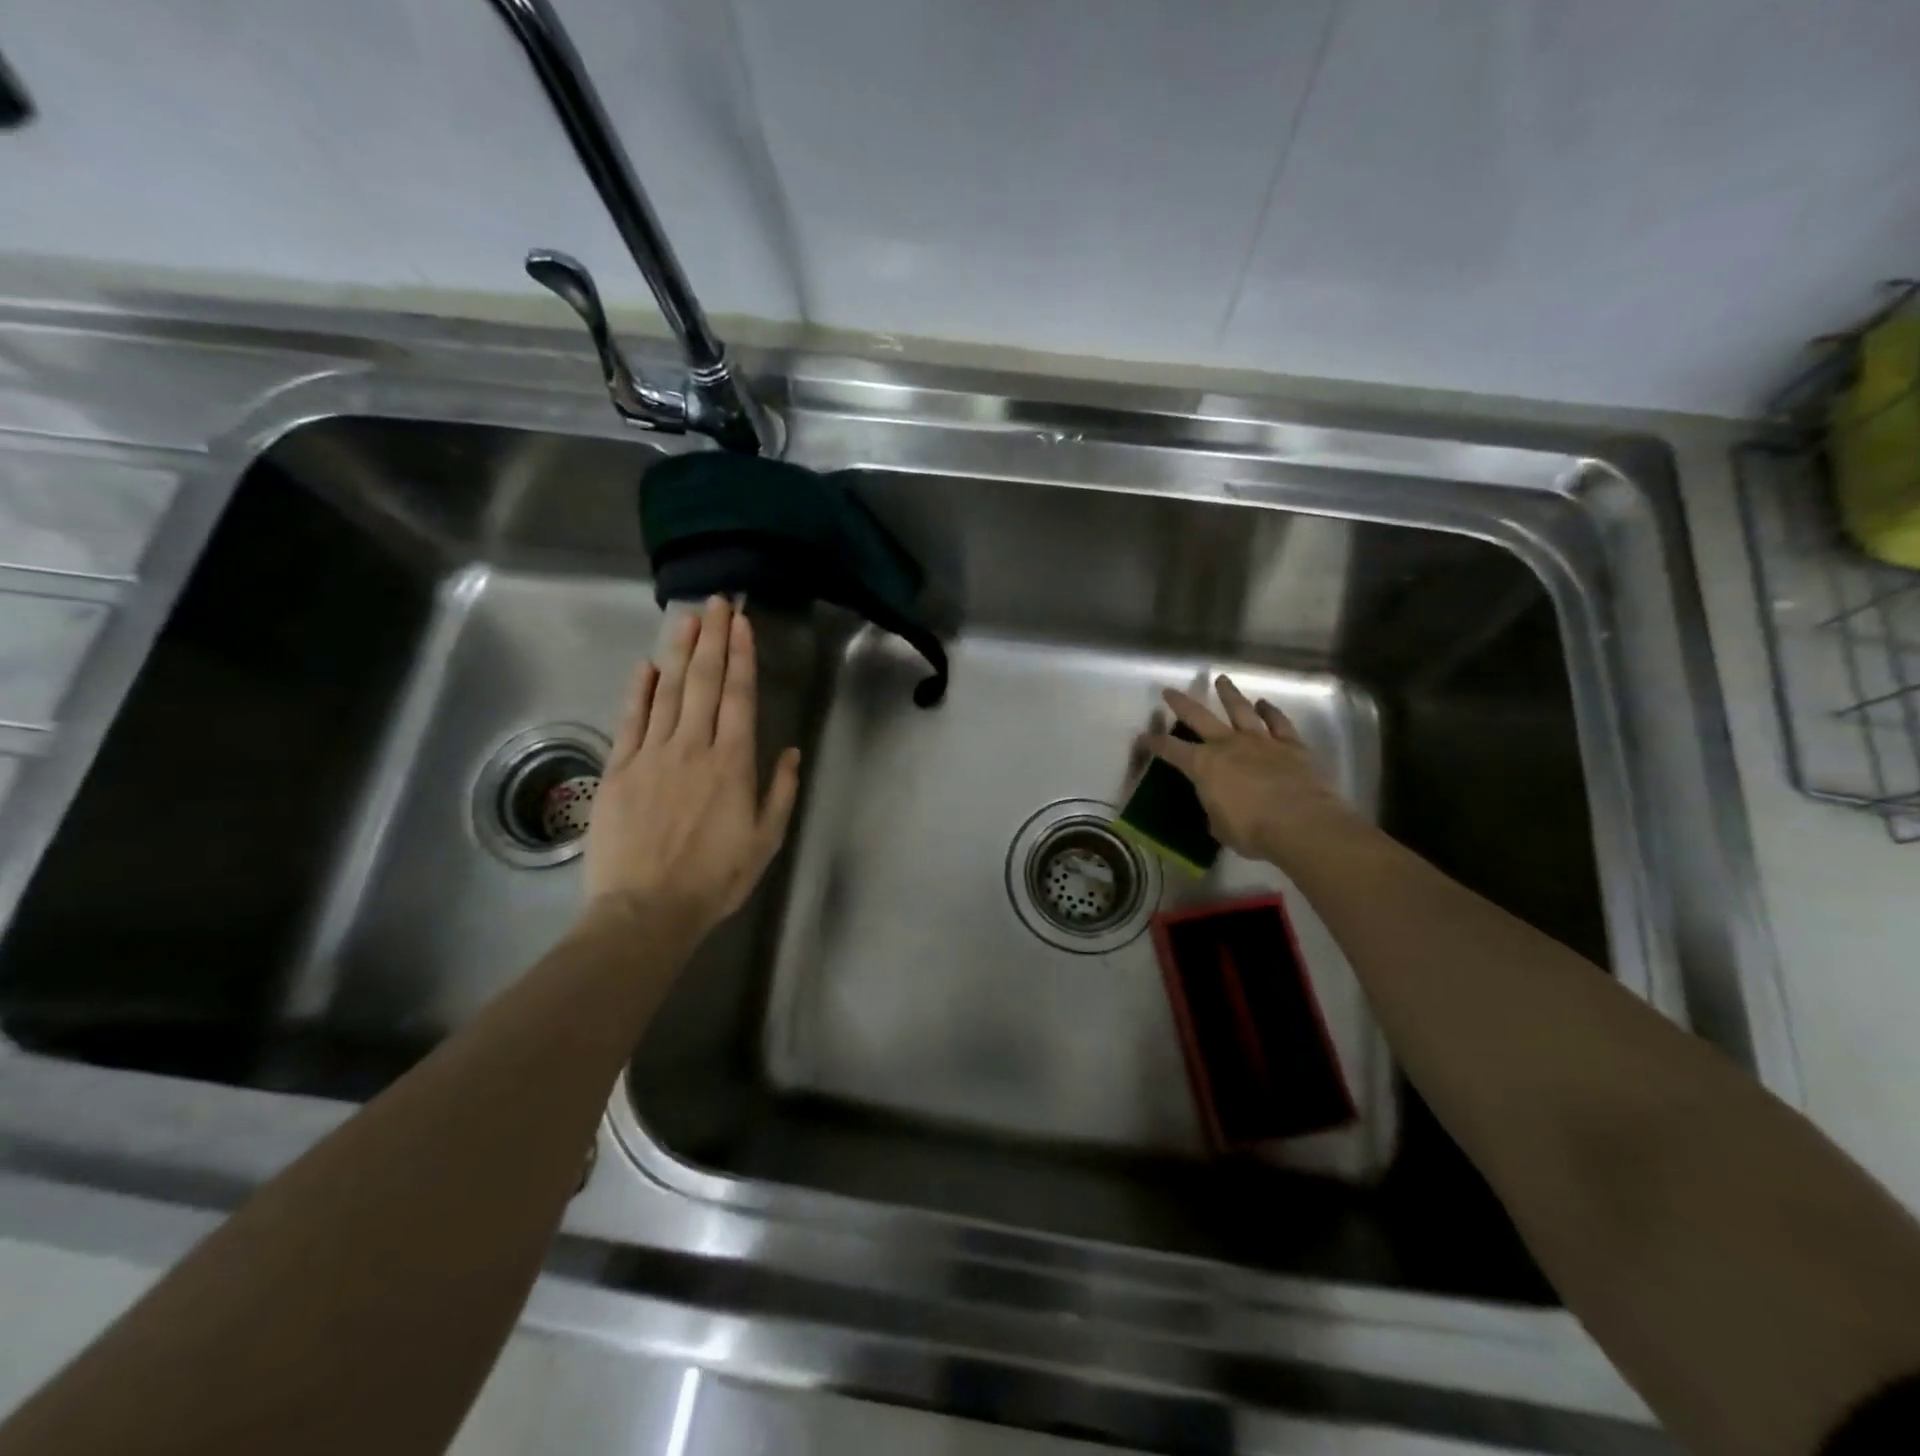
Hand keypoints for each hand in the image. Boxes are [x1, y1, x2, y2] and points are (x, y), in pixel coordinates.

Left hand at [584, 596, 800, 938]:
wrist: (646, 910)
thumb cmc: (714, 879)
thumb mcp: (765, 841)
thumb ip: (779, 792)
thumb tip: (788, 751)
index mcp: (732, 764)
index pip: (738, 697)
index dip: (741, 656)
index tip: (741, 624)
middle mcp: (693, 748)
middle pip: (703, 682)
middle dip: (712, 639)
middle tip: (716, 602)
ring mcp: (652, 755)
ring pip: (668, 692)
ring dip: (679, 652)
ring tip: (687, 618)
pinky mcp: (620, 770)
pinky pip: (631, 720)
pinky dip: (639, 690)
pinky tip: (647, 665)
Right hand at [1143, 675, 1357, 867]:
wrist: (1301, 824)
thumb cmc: (1252, 831)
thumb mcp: (1219, 826)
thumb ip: (1215, 808)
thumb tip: (1216, 805)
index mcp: (1204, 766)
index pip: (1170, 749)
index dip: (1153, 743)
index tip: (1142, 738)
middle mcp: (1228, 745)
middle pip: (1200, 717)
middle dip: (1181, 703)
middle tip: (1170, 691)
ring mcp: (1261, 741)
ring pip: (1240, 709)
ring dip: (1229, 694)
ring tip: (1221, 680)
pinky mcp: (1291, 745)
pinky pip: (1279, 722)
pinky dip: (1271, 711)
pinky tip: (1264, 703)